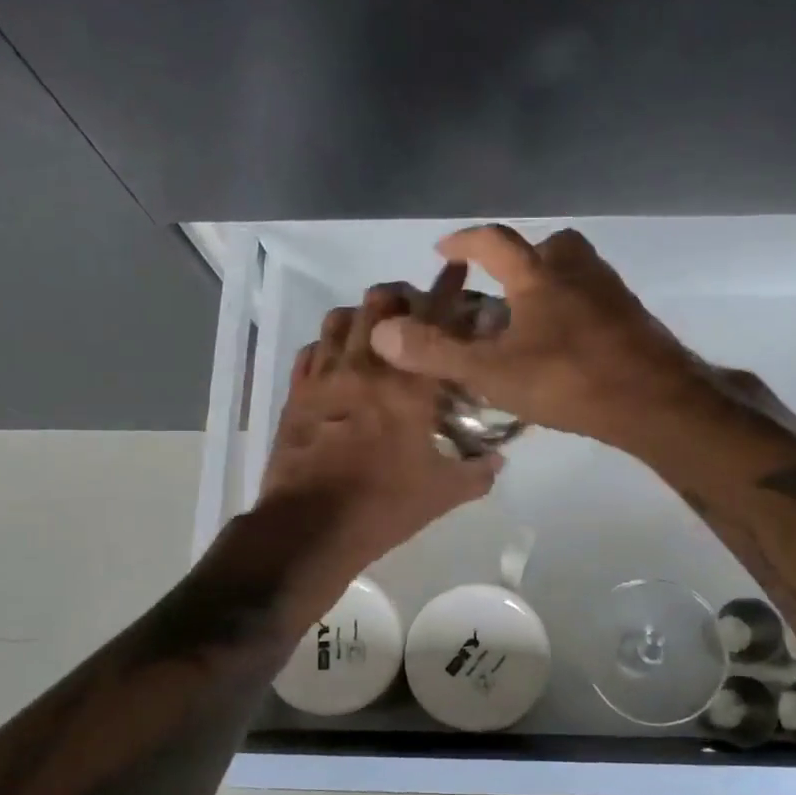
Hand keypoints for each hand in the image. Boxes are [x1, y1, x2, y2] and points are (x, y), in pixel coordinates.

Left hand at [260, 286, 500, 573]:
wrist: (310, 526)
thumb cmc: (383, 505)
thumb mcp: (443, 494)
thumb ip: (477, 472)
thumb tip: (497, 460)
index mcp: (408, 385)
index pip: (433, 319)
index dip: (448, 287)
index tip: (457, 268)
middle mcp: (365, 366)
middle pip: (379, 303)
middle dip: (402, 296)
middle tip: (416, 311)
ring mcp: (325, 376)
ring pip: (340, 318)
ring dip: (362, 315)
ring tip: (376, 330)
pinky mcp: (297, 394)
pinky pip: (311, 350)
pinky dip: (328, 344)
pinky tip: (338, 359)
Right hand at [367, 225, 710, 446]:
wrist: (655, 402)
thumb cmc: (569, 380)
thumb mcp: (493, 372)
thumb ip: (437, 352)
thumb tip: (382, 332)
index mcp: (539, 276)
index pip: (493, 241)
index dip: (464, 241)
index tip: (444, 249)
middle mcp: (578, 271)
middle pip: (548, 246)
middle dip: (520, 259)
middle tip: (501, 287)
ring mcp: (612, 293)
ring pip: (577, 271)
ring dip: (551, 282)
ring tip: (531, 320)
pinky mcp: (635, 318)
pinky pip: (597, 299)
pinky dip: (577, 309)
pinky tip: (568, 345)